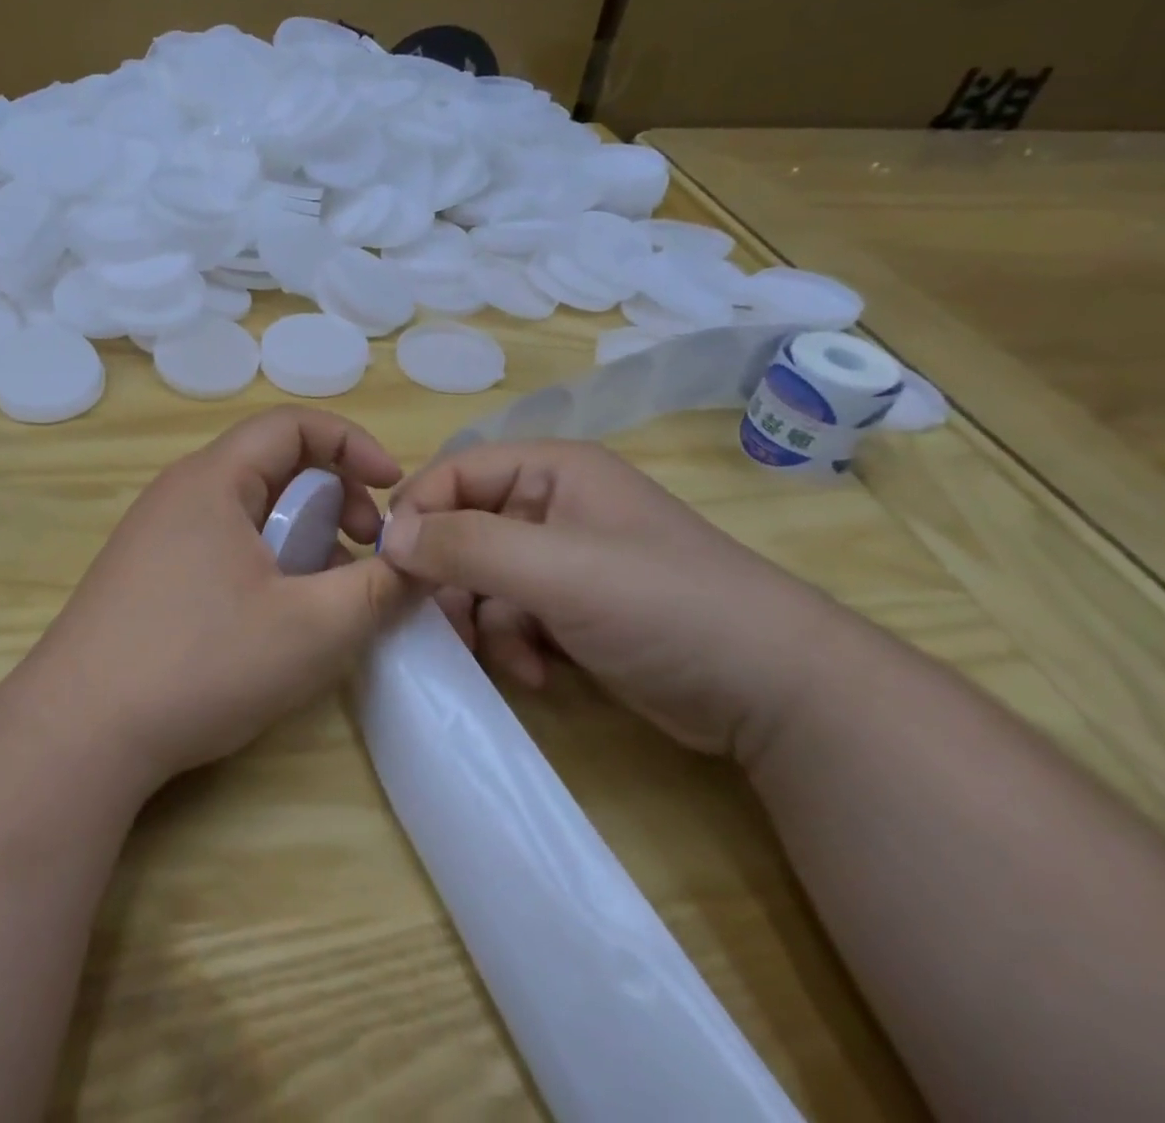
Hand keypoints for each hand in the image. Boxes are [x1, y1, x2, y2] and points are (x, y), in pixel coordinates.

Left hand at [24, 408, 416, 788]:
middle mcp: (179, 493)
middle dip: (333, 498)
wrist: (78, 732)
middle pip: (272, 466)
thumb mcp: (312, 629)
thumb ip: (378, 589)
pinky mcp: (145, 574)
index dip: (353, 445)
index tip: (395, 490)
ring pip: (248, 511)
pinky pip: (220, 544)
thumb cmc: (200, 663)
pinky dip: (264, 562)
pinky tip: (274, 619)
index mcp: (213, 479)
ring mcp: (155, 534)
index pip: (293, 425)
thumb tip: (415, 564)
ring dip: (300, 537)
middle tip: (364, 551)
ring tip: (325, 595)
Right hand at [380, 439, 851, 760]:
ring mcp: (564, 560)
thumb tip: (390, 538)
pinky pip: (511, 615)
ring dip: (481, 621)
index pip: (455, 472)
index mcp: (550, 471)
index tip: (392, 566)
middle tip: (442, 625)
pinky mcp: (574, 609)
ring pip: (482, 580)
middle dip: (451, 581)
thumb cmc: (660, 604)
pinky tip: (536, 675)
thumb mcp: (555, 569)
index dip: (419, 513)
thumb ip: (466, 546)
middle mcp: (552, 507)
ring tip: (502, 659)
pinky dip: (511, 645)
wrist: (774, 693)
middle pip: (464, 530)